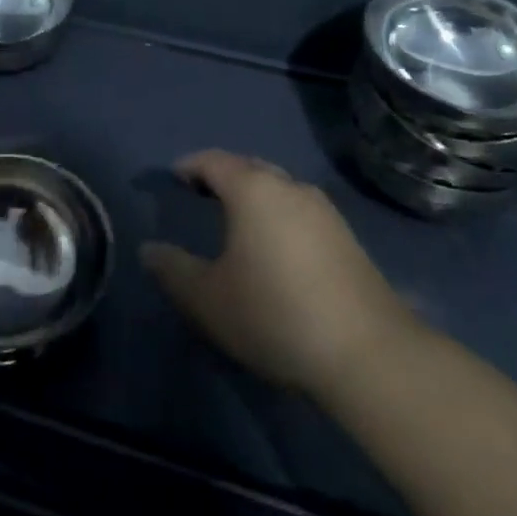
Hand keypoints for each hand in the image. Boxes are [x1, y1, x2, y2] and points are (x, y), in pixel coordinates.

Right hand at [140, 151, 419, 399]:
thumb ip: (173, 270)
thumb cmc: (275, 314)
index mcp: (252, 189)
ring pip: (278, 188)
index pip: (213, 161)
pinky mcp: (347, 237)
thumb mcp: (209, 299)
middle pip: (248, 167)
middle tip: (201, 195)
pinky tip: (276, 247)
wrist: (368, 354)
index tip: (173, 178)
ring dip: (254, 195)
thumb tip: (148, 249)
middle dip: (222, 176)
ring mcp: (323, 210)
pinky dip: (279, 215)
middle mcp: (288, 186)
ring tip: (236, 221)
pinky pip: (299, 210)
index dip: (189, 166)